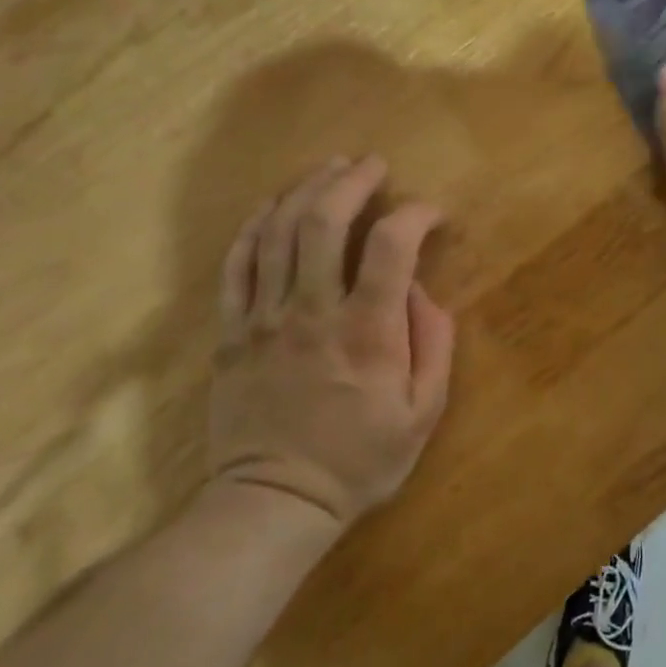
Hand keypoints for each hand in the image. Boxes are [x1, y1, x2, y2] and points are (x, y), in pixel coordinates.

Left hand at [209, 156, 454, 529]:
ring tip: (330, 169)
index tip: (430, 212)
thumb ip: (433, 343)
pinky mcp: (232, 331)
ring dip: (307, 189)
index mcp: (367, 331)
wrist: (275, 502)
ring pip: (279, 232)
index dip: (416, 214)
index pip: (392, 246)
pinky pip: (237, 264)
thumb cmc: (359, 460)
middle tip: (372, 164)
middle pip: (325, 221)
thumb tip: (420, 289)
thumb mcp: (423, 413)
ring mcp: (265, 318)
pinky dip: (256, 226)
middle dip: (352, 181)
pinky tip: (273, 205)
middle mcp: (313, 311)